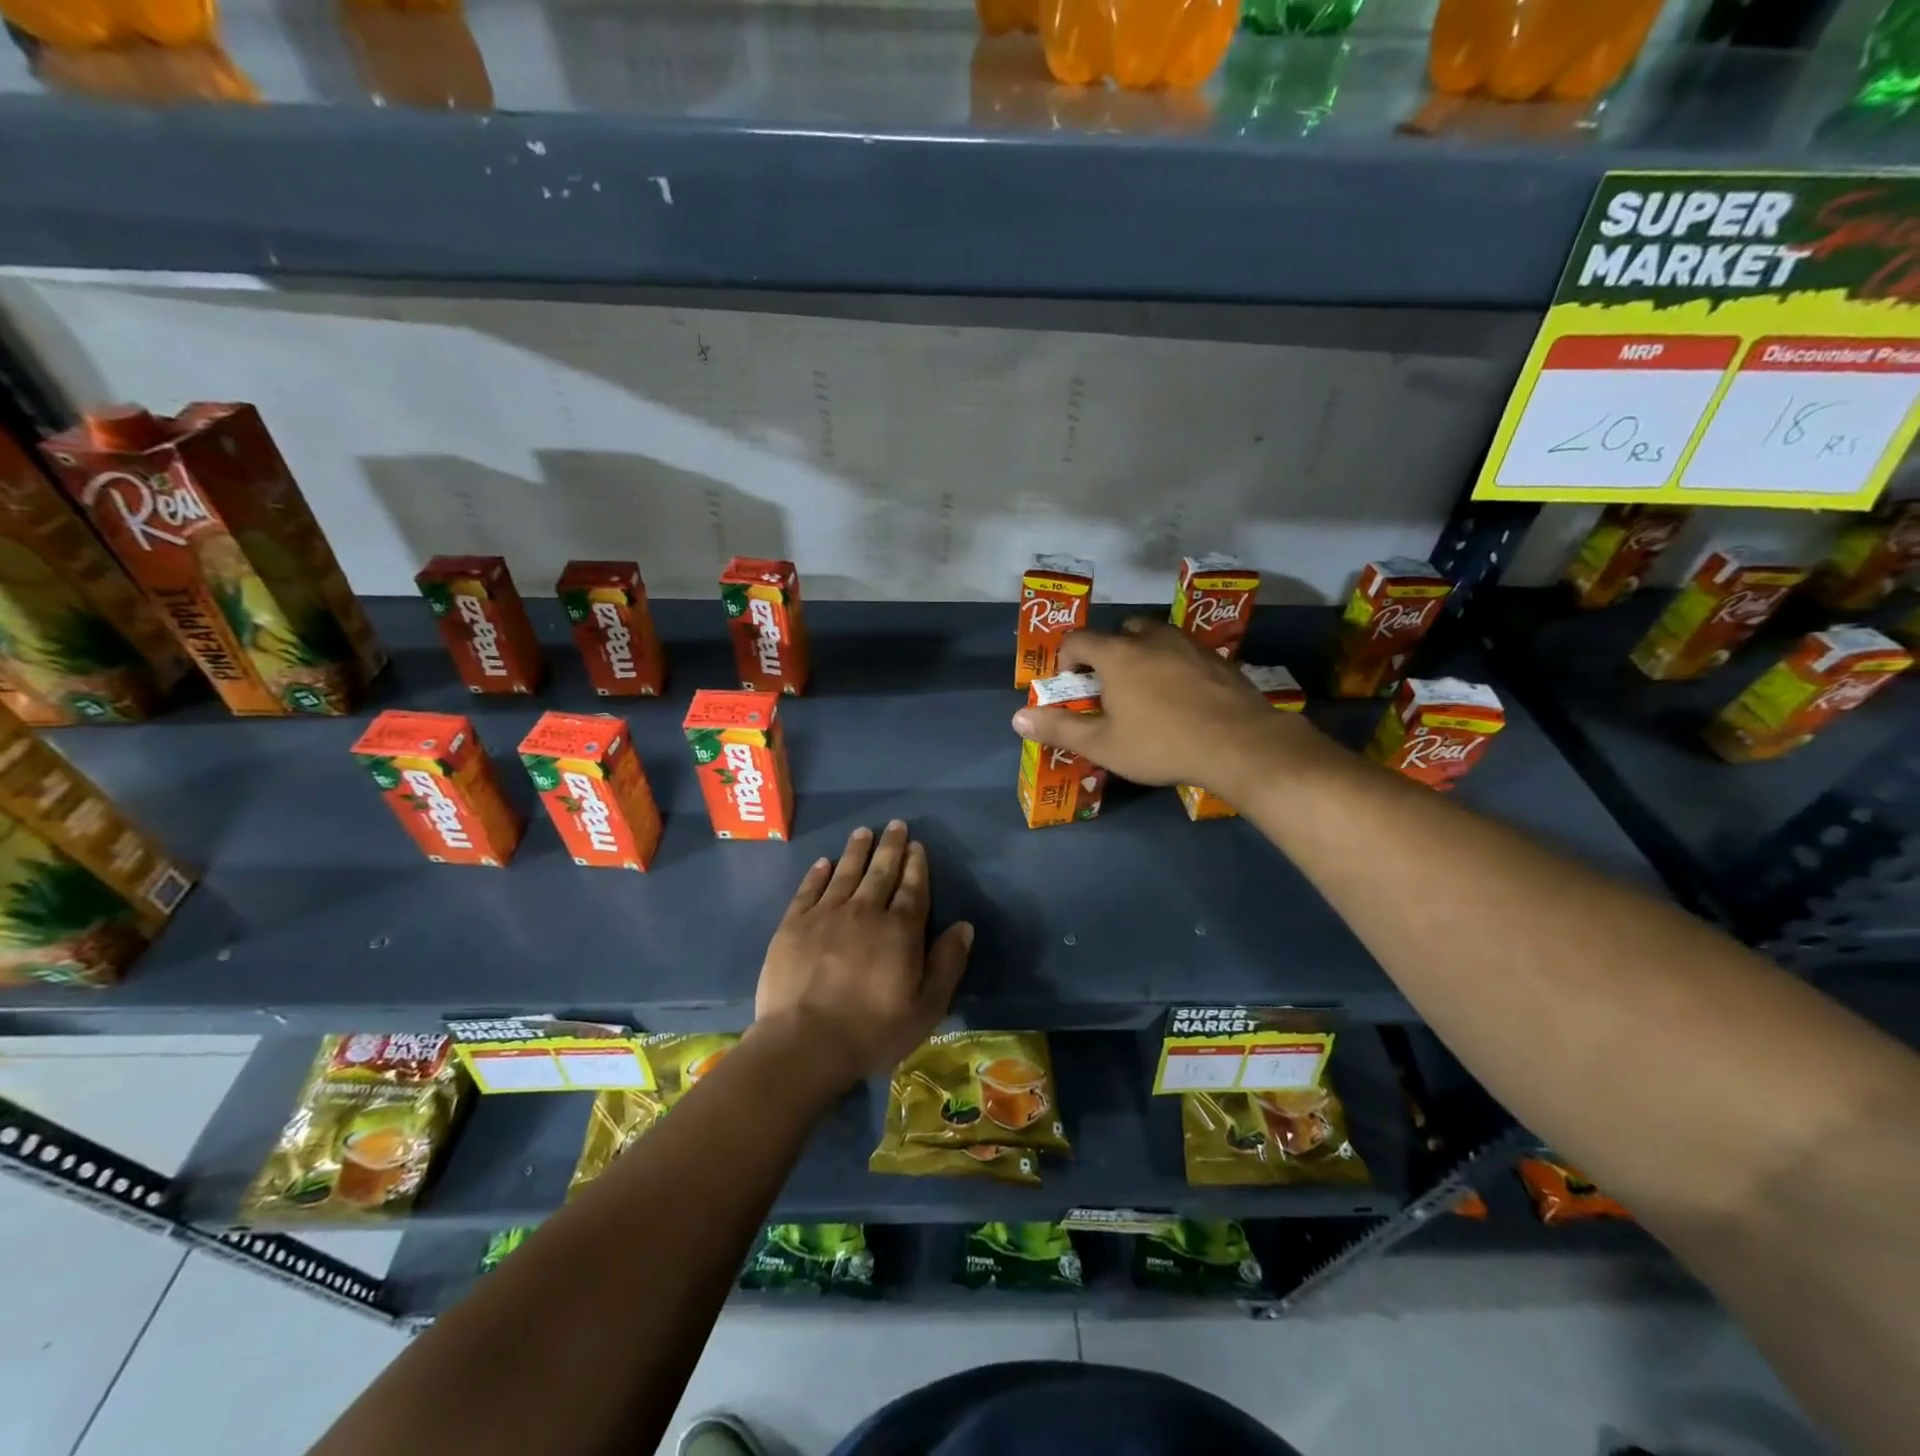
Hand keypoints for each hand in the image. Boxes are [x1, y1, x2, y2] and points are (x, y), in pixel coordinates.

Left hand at [754, 821, 972, 1087]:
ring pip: (845, 873)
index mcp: (900, 931)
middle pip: (881, 872)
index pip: (913, 889)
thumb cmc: (872, 1031)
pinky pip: (808, 890)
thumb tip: (964, 926)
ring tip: (863, 832)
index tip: (917, 845)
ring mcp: (826, 915)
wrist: (804, 1043)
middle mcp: (865, 912)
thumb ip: (947, 964)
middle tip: (895, 825)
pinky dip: (818, 874)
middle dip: (890, 847)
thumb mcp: (926, 1008)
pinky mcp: (793, 925)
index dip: (916, 866)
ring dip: (856, 851)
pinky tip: (823, 862)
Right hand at [1011, 619, 1317, 794]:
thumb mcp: (1103, 745)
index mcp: (1118, 654)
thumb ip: (1059, 728)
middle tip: (1111, 688)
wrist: (1240, 744)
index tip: (1073, 685)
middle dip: (1108, 653)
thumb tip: (1017, 718)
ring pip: (1156, 637)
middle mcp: (1151, 638)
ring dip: (1143, 655)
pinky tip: (1182, 698)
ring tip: (1147, 691)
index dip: (1067, 658)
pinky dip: (1174, 665)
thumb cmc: (1161, 744)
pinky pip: (1184, 652)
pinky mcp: (1217, 658)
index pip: (1078, 639)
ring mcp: (1188, 644)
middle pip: (1120, 631)